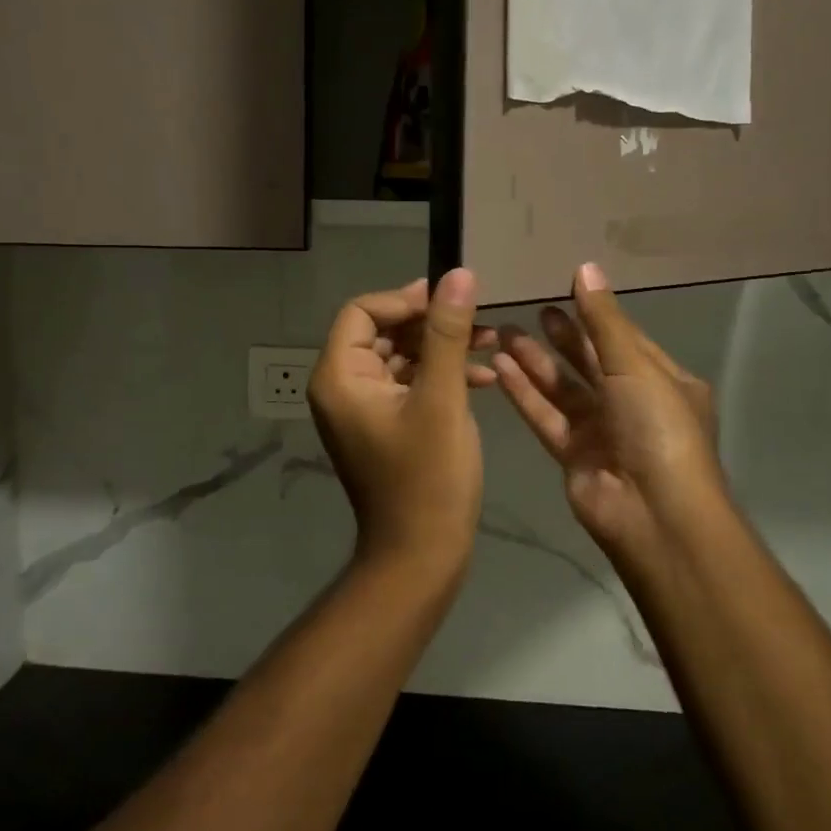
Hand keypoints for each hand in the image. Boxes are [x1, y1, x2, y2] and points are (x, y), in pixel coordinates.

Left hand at [309, 270, 496, 577]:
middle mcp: (342, 388)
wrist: (421, 556)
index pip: (362, 312)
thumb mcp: (442, 398)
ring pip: (400, 357)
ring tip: (490, 341)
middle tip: (478, 320)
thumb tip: (457, 274)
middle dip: (430, 323)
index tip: (450, 302)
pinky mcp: (384, 426)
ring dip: (442, 348)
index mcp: (339, 377)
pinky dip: (440, 376)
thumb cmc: (428, 478)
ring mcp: (362, 409)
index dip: (405, 299)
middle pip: (381, 331)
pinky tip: (483, 377)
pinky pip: (408, 385)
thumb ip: (448, 333)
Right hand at [494, 263, 725, 561]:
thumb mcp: (635, 366)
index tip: (564, 286)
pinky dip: (524, 393)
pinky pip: (544, 416)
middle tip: (532, 309)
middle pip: (591, 362)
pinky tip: (499, 367)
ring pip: (562, 389)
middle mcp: (632, 404)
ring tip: (503, 332)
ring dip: (535, 362)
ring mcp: (601, 431)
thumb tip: (585, 268)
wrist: (653, 514)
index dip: (596, 314)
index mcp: (662, 382)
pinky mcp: (572, 455)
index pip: (624, 339)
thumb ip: (604, 320)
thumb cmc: (657, 429)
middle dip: (562, 336)